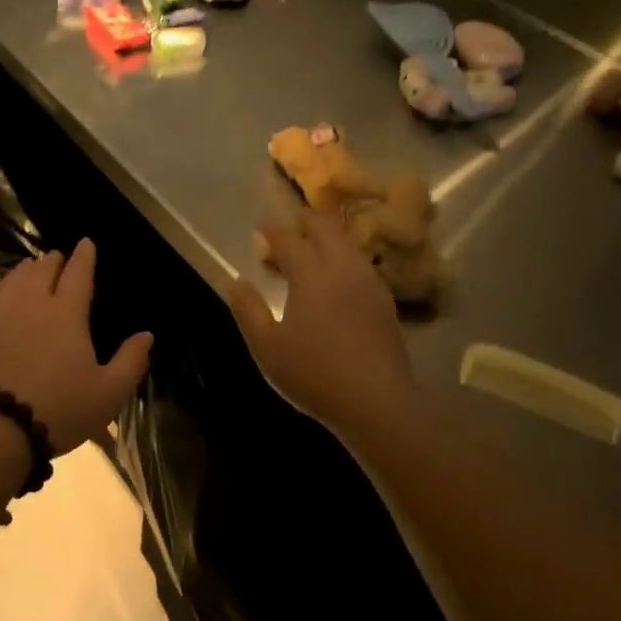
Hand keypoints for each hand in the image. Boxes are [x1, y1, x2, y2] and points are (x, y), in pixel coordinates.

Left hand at [0, 240, 152, 453]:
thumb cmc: (60, 410)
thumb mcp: (109, 393)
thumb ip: (131, 361)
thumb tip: (147, 334)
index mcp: (67, 315)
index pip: (78, 275)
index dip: (84, 257)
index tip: (86, 242)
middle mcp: (31, 307)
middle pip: (41, 273)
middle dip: (51, 261)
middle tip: (56, 257)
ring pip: (10, 284)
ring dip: (21, 272)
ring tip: (27, 267)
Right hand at [229, 210, 418, 434]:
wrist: (376, 400)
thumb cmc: (314, 373)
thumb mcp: (267, 346)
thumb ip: (248, 310)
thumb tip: (236, 282)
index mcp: (310, 275)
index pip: (289, 239)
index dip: (273, 229)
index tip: (261, 224)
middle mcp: (341, 268)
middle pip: (327, 228)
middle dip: (308, 219)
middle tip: (293, 223)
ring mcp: (368, 282)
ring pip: (349, 243)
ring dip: (331, 235)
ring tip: (316, 244)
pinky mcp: (384, 300)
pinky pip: (363, 263)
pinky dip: (346, 256)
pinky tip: (341, 274)